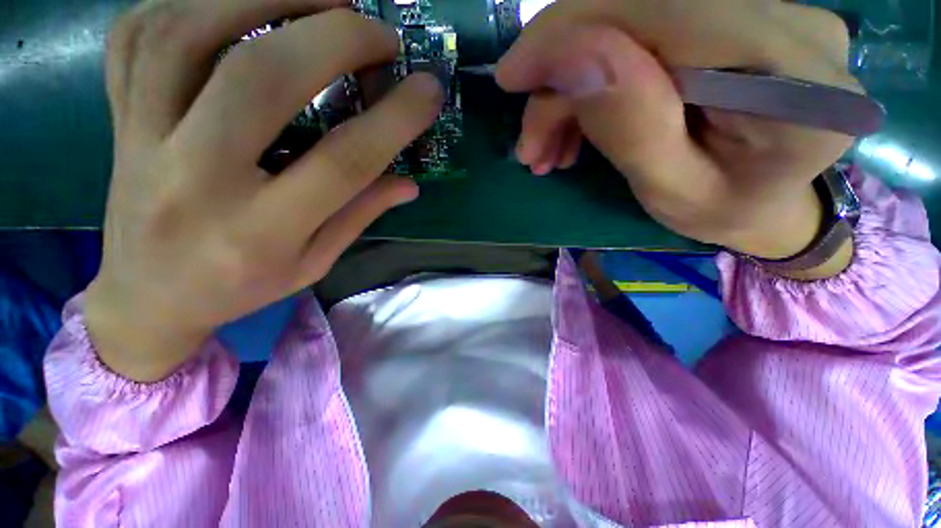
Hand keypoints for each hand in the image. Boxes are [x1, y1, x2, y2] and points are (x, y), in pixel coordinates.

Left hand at [85, 0, 443, 381]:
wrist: (148, 298)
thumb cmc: (239, 288)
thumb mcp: (314, 263)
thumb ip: (360, 216)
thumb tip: (409, 183)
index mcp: (261, 232)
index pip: (344, 163)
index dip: (395, 119)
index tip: (428, 90)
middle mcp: (195, 179)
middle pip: (262, 79)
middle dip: (334, 37)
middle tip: (379, 32)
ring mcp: (141, 139)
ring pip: (190, 33)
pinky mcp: (117, 118)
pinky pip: (139, 34)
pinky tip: (235, 3)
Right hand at [496, 0, 858, 276]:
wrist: (765, 197)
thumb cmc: (722, 209)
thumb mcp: (670, 191)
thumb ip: (630, 126)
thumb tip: (569, 59)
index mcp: (792, 82)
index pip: (666, 8)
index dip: (572, 29)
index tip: (511, 76)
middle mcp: (789, 21)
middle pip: (641, 6)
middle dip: (562, 69)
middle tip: (532, 139)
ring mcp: (765, 7)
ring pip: (632, 16)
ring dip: (571, 81)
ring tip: (549, 145)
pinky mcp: (732, 12)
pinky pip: (641, 26)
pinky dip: (592, 72)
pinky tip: (575, 121)